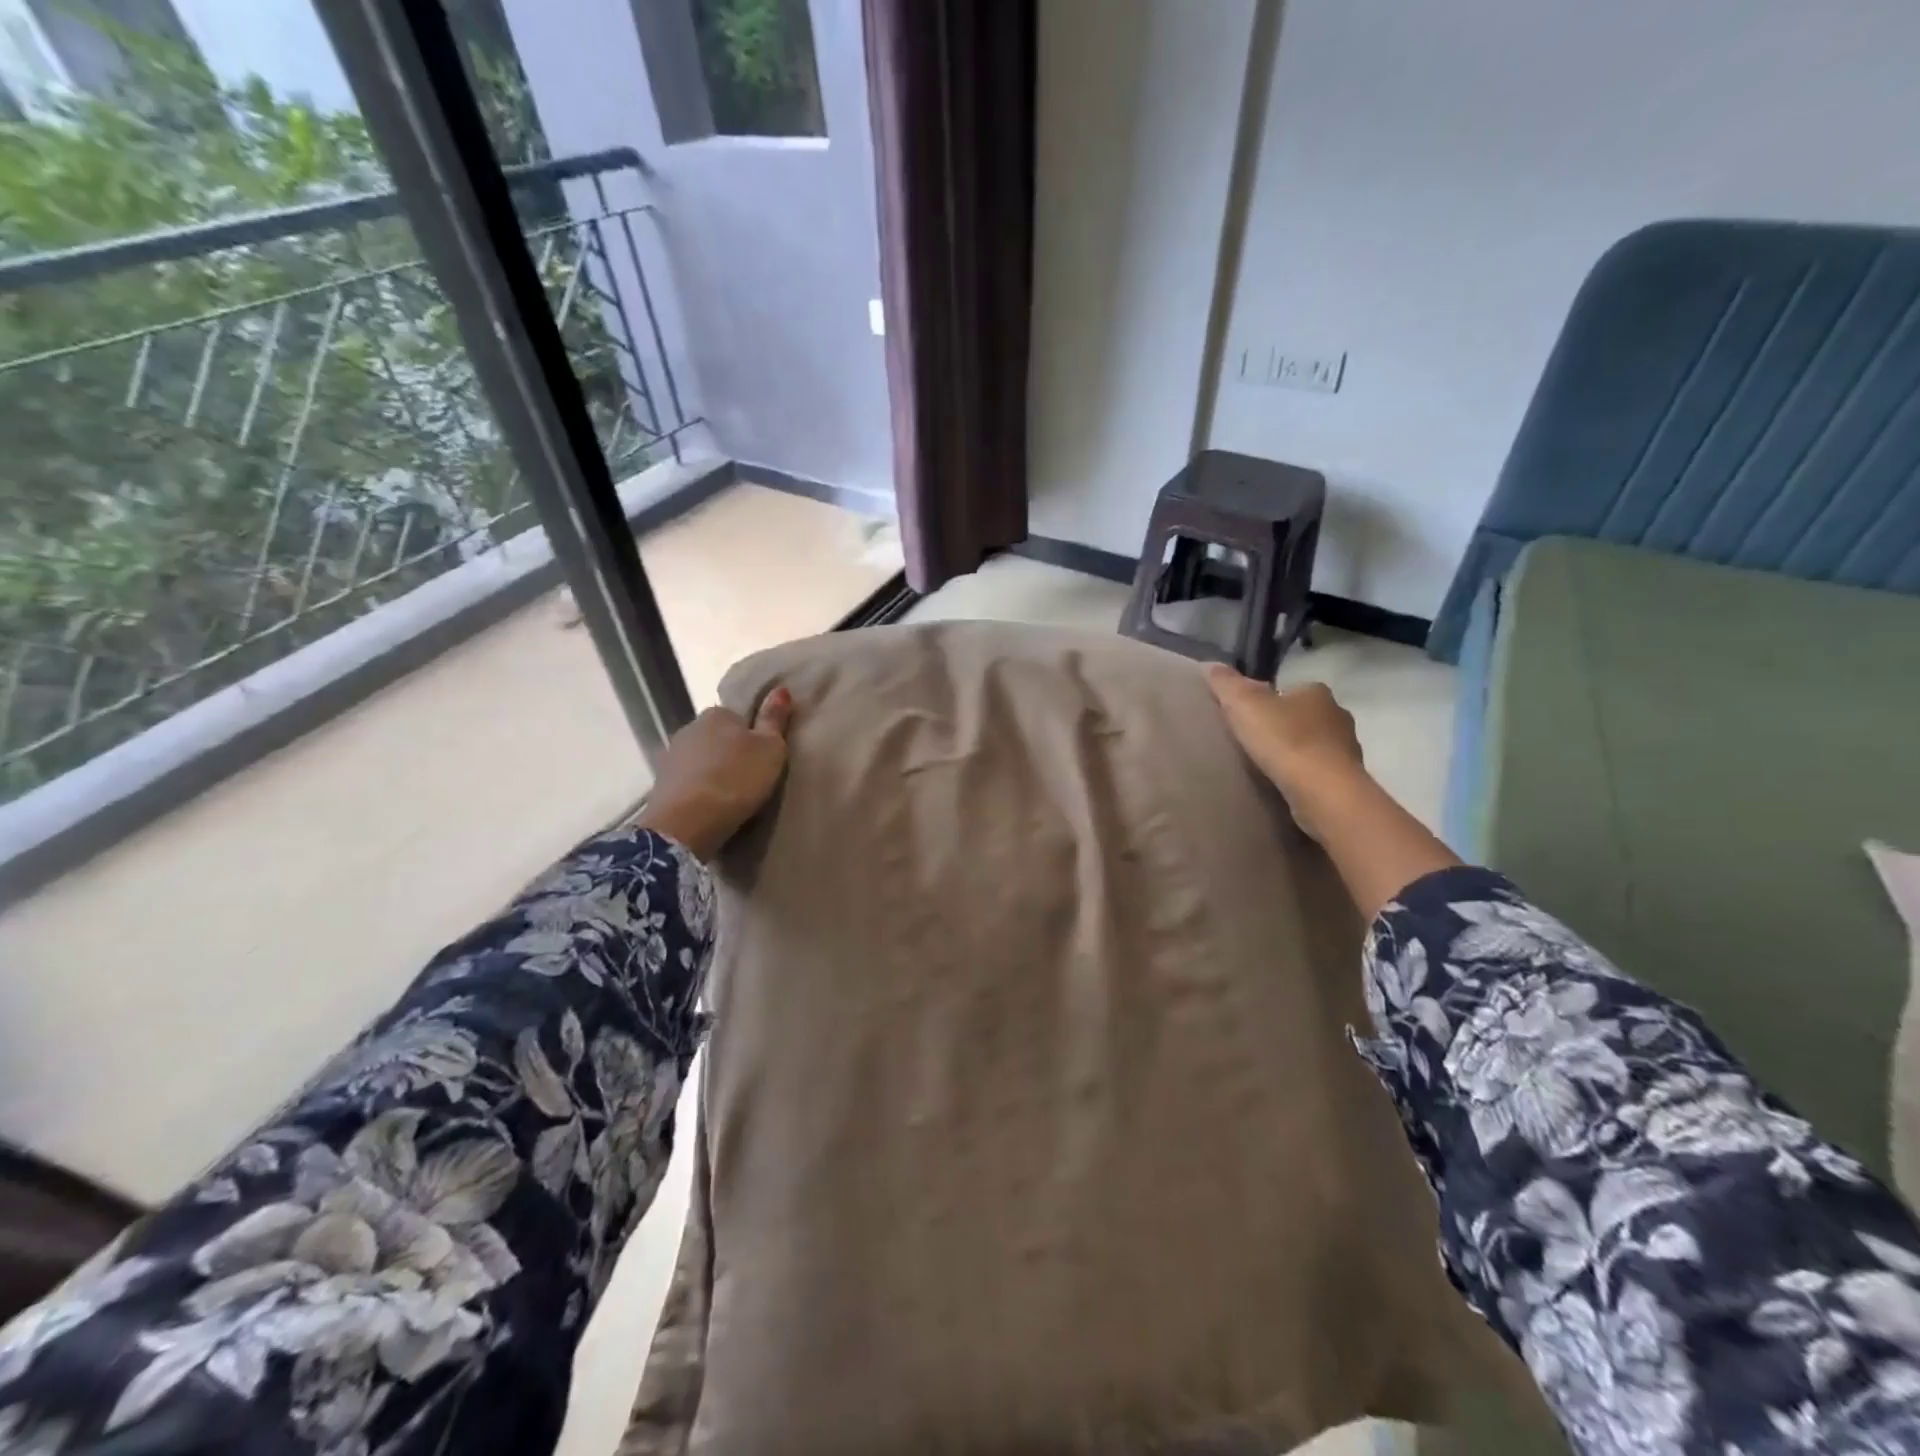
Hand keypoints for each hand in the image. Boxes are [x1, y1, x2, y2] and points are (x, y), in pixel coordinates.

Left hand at [633, 688, 793, 860]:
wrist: (687, 823)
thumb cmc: (736, 779)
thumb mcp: (770, 748)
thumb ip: (774, 719)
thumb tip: (781, 688)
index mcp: (717, 713)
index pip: (739, 717)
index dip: (754, 736)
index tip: (763, 758)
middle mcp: (689, 727)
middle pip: (718, 737)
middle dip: (731, 753)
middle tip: (751, 778)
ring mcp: (671, 756)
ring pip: (701, 759)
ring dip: (713, 772)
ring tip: (731, 796)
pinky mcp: (660, 784)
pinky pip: (688, 781)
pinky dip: (699, 790)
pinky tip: (710, 807)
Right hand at [1205, 667, 1364, 839]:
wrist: (1324, 791)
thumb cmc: (1285, 740)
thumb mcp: (1244, 705)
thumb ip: (1226, 684)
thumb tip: (1210, 665)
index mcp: (1316, 692)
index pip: (1289, 689)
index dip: (1269, 700)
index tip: (1248, 716)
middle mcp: (1338, 715)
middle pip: (1304, 716)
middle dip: (1284, 726)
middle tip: (1254, 742)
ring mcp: (1347, 749)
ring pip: (1316, 744)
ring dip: (1296, 752)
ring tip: (1268, 766)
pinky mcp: (1347, 779)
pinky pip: (1320, 771)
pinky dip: (1305, 775)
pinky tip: (1286, 785)